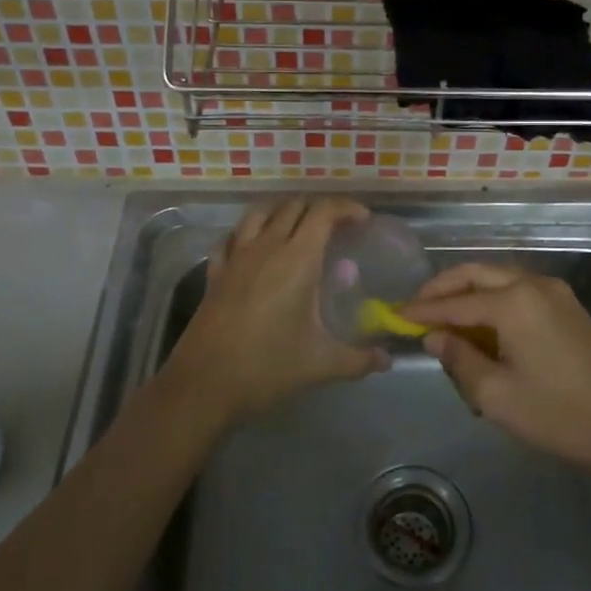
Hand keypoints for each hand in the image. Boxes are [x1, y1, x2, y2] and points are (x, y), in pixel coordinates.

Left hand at [168, 197, 386, 421]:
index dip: (346, 208)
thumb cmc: (266, 367)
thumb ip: (358, 359)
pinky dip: (248, 232)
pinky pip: (232, 237)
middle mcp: (266, 247)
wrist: (203, 384)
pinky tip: (254, 247)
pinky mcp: (216, 272)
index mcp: (297, 259)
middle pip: (293, 206)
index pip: (324, 212)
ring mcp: (236, 257)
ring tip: (298, 227)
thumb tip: (387, 360)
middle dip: (318, 208)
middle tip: (337, 227)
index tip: (363, 220)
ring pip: (260, 213)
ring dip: (283, 211)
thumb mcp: (320, 364)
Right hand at [402, 262, 590, 476]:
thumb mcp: (496, 395)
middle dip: (443, 289)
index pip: (455, 302)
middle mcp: (533, 284)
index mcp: (513, 302)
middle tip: (416, 309)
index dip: (422, 310)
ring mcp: (555, 292)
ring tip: (444, 319)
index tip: (394, 316)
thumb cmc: (557, 414)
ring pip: (498, 278)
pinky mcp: (568, 306)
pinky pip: (519, 291)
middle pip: (476, 273)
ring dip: (468, 292)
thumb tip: (435, 337)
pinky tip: (482, 325)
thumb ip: (459, 359)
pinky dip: (493, 299)